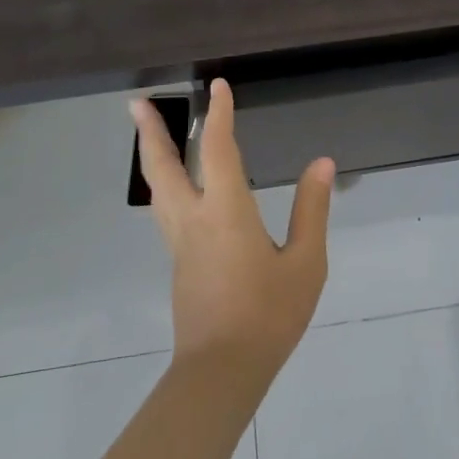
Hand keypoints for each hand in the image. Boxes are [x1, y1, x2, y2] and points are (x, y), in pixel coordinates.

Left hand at [131, 79, 334, 380]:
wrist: (221, 372)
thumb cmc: (268, 315)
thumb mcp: (305, 263)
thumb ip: (311, 210)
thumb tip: (322, 164)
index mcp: (225, 212)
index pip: (218, 149)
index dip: (219, 115)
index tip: (219, 86)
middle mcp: (194, 219)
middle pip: (163, 167)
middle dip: (151, 132)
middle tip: (137, 104)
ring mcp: (180, 244)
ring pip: (158, 190)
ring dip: (152, 156)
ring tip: (148, 135)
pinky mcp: (179, 264)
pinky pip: (166, 210)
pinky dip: (165, 184)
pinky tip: (176, 188)